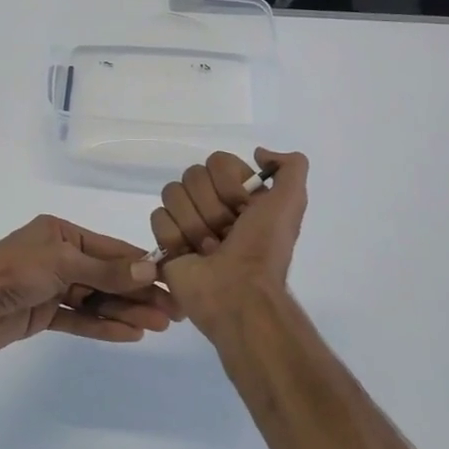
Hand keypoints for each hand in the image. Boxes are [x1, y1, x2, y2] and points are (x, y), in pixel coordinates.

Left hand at [0, 216, 176, 356]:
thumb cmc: (12, 273)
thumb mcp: (62, 264)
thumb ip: (105, 270)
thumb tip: (148, 269)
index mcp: (62, 234)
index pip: (110, 250)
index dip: (142, 266)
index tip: (172, 281)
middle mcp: (59, 256)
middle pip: (107, 276)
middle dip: (138, 293)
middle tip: (172, 313)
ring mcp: (51, 286)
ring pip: (96, 300)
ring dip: (125, 312)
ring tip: (156, 327)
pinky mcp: (42, 314)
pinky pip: (79, 318)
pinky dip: (102, 326)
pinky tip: (129, 334)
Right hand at [145, 149, 309, 338]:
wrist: (239, 294)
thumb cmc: (263, 249)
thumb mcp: (291, 202)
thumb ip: (291, 167)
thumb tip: (259, 153)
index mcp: (240, 194)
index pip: (217, 161)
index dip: (229, 183)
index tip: (244, 208)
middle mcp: (212, 204)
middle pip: (192, 175)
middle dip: (212, 207)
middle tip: (226, 234)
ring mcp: (186, 222)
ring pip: (173, 193)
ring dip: (194, 224)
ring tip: (209, 249)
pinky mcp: (166, 241)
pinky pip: (158, 217)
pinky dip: (176, 237)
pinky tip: (190, 255)